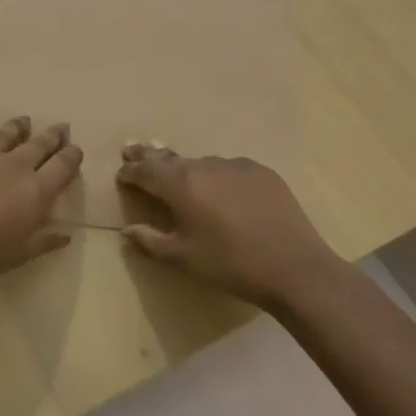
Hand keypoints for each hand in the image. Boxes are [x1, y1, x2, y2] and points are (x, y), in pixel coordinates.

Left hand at [0, 117, 82, 294]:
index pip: (62, 166)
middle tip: (60, 128)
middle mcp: (13, 164)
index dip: (72, 155)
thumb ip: (43, 240)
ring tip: (24, 123)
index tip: (75, 148)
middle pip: (40, 143)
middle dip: (53, 136)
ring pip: (7, 132)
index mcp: (34, 192)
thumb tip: (66, 233)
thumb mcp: (15, 256)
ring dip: (20, 128)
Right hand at [115, 143, 330, 306]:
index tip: (121, 174)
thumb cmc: (231, 265)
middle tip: (133, 149)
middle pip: (170, 158)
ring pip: (201, 163)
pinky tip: (221, 189)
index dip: (131, 172)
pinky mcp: (262, 172)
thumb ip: (151, 241)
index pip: (146, 171)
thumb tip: (127, 230)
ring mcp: (236, 165)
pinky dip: (217, 175)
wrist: (294, 267)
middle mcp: (205, 166)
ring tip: (179, 174)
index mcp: (181, 185)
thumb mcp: (184, 258)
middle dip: (149, 156)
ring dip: (186, 168)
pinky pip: (229, 169)